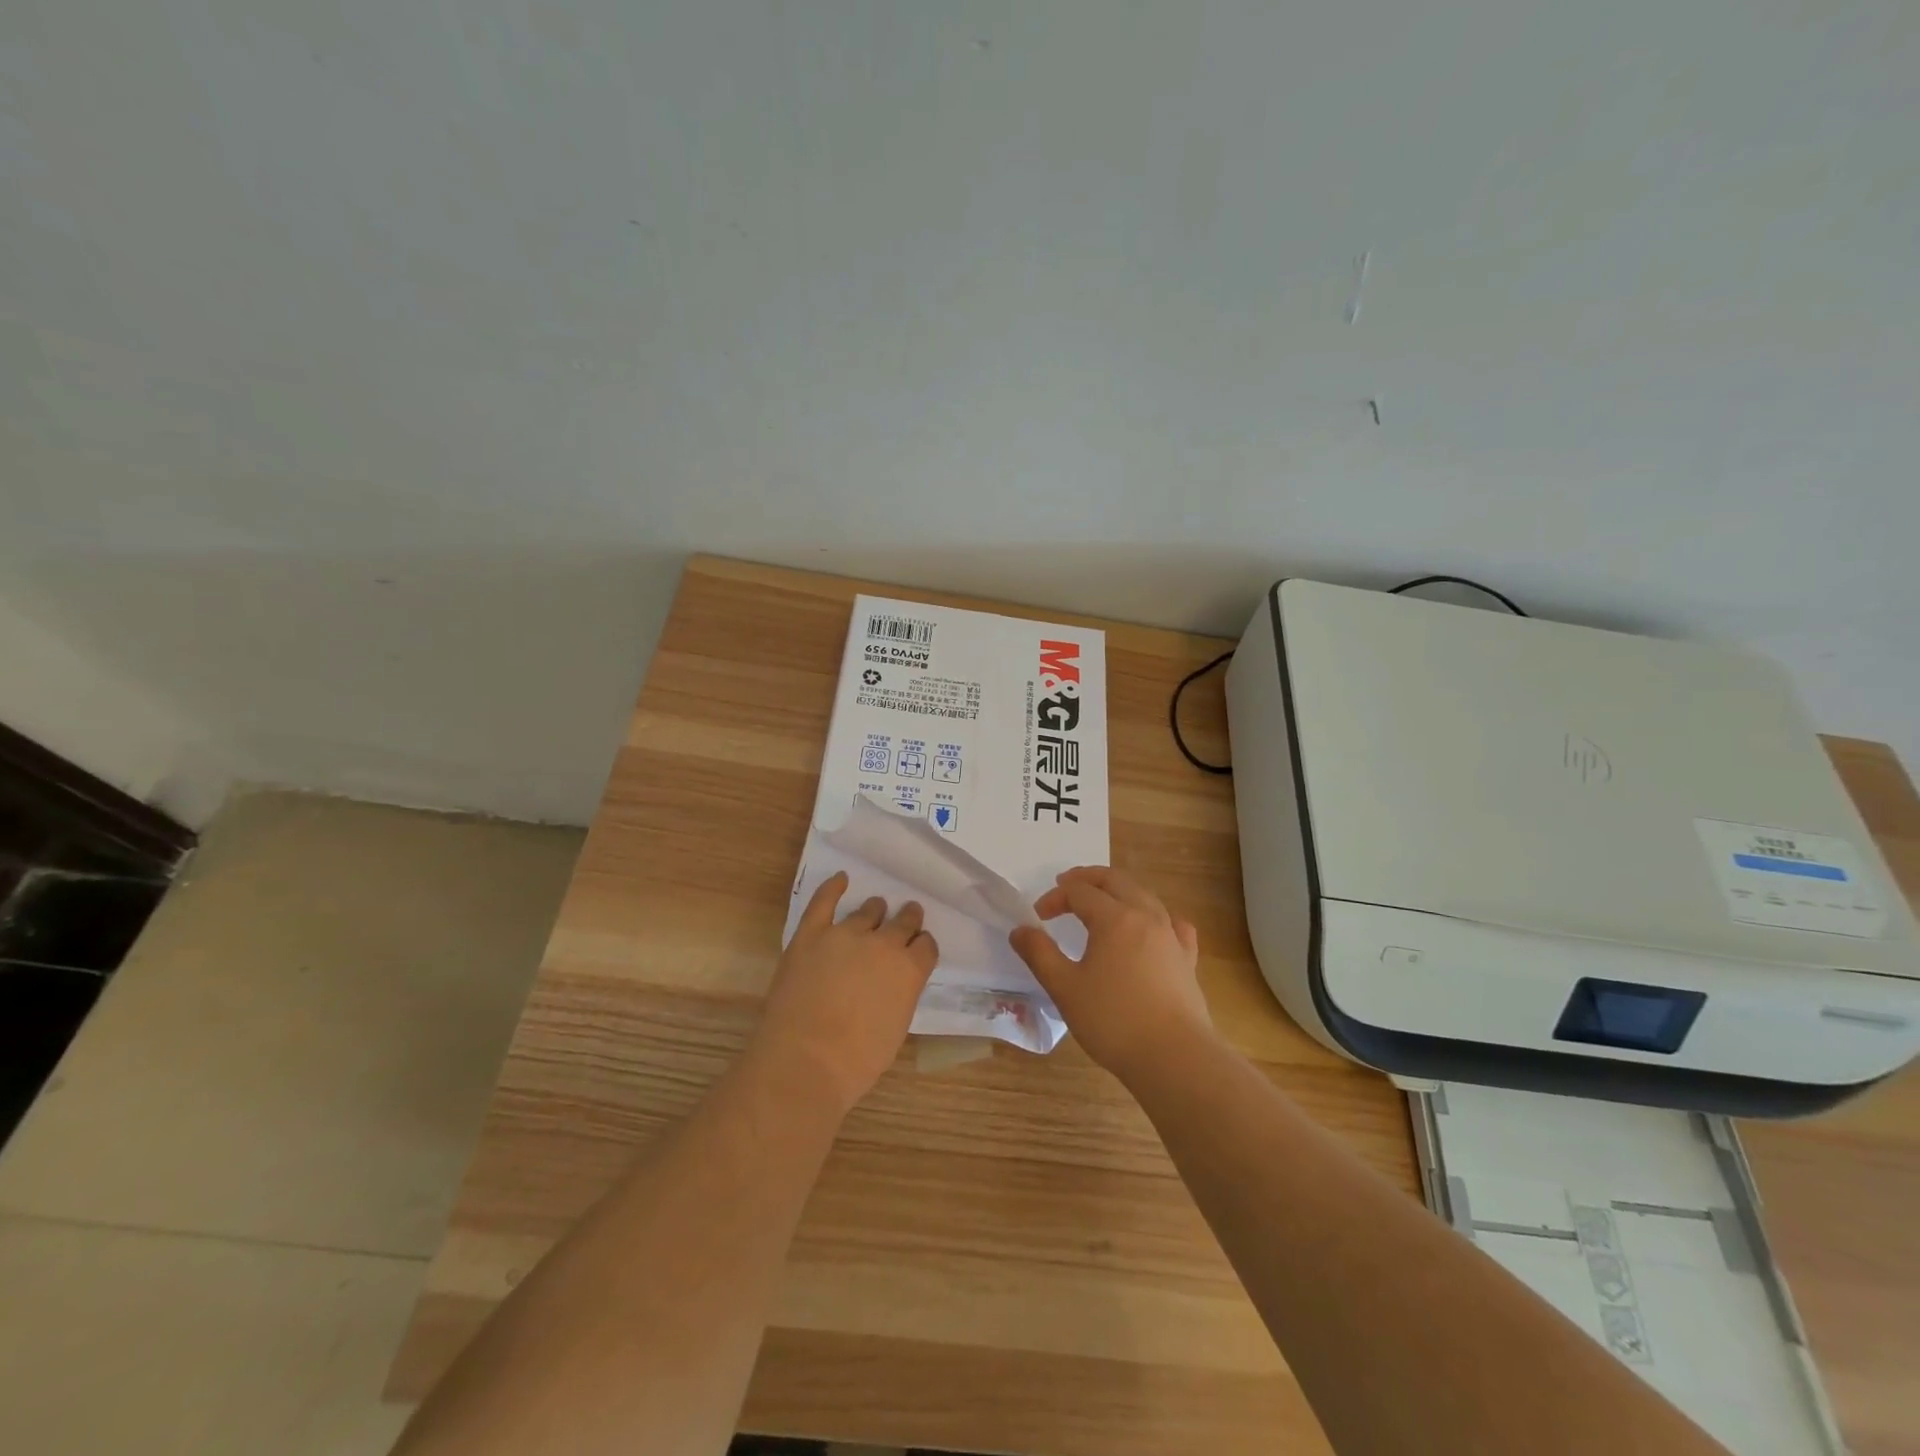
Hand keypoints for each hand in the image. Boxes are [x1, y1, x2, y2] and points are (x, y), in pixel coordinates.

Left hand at [753, 872, 938, 1114]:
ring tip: (875, 909)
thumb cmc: (857, 1060)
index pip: (926, 946)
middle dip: (908, 919)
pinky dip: (833, 887)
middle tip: (908, 915)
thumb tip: (895, 983)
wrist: (806, 1061)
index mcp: (909, 970)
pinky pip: (823, 902)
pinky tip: (840, 879)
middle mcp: (883, 944)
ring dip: (875, 910)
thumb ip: (901, 994)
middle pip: (903, 921)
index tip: (919, 948)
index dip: (923, 946)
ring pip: (868, 911)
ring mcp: (845, 935)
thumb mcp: (896, 1027)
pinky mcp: (811, 935)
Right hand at [1008, 866, 1214, 1081]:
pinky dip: (1156, 915)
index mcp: (1114, 918)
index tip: (1038, 917)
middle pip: (1115, 881)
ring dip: (1119, 890)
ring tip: (1102, 900)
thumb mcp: (1065, 988)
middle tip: (1066, 885)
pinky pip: (1173, 923)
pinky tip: (1153, 926)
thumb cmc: (1113, 1021)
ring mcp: (1171, 936)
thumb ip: (1039, 954)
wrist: (1174, 1058)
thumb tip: (1020, 930)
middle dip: (1088, 878)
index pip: (1079, 892)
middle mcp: (1146, 916)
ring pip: (1145, 896)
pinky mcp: (1187, 959)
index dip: (1055, 898)